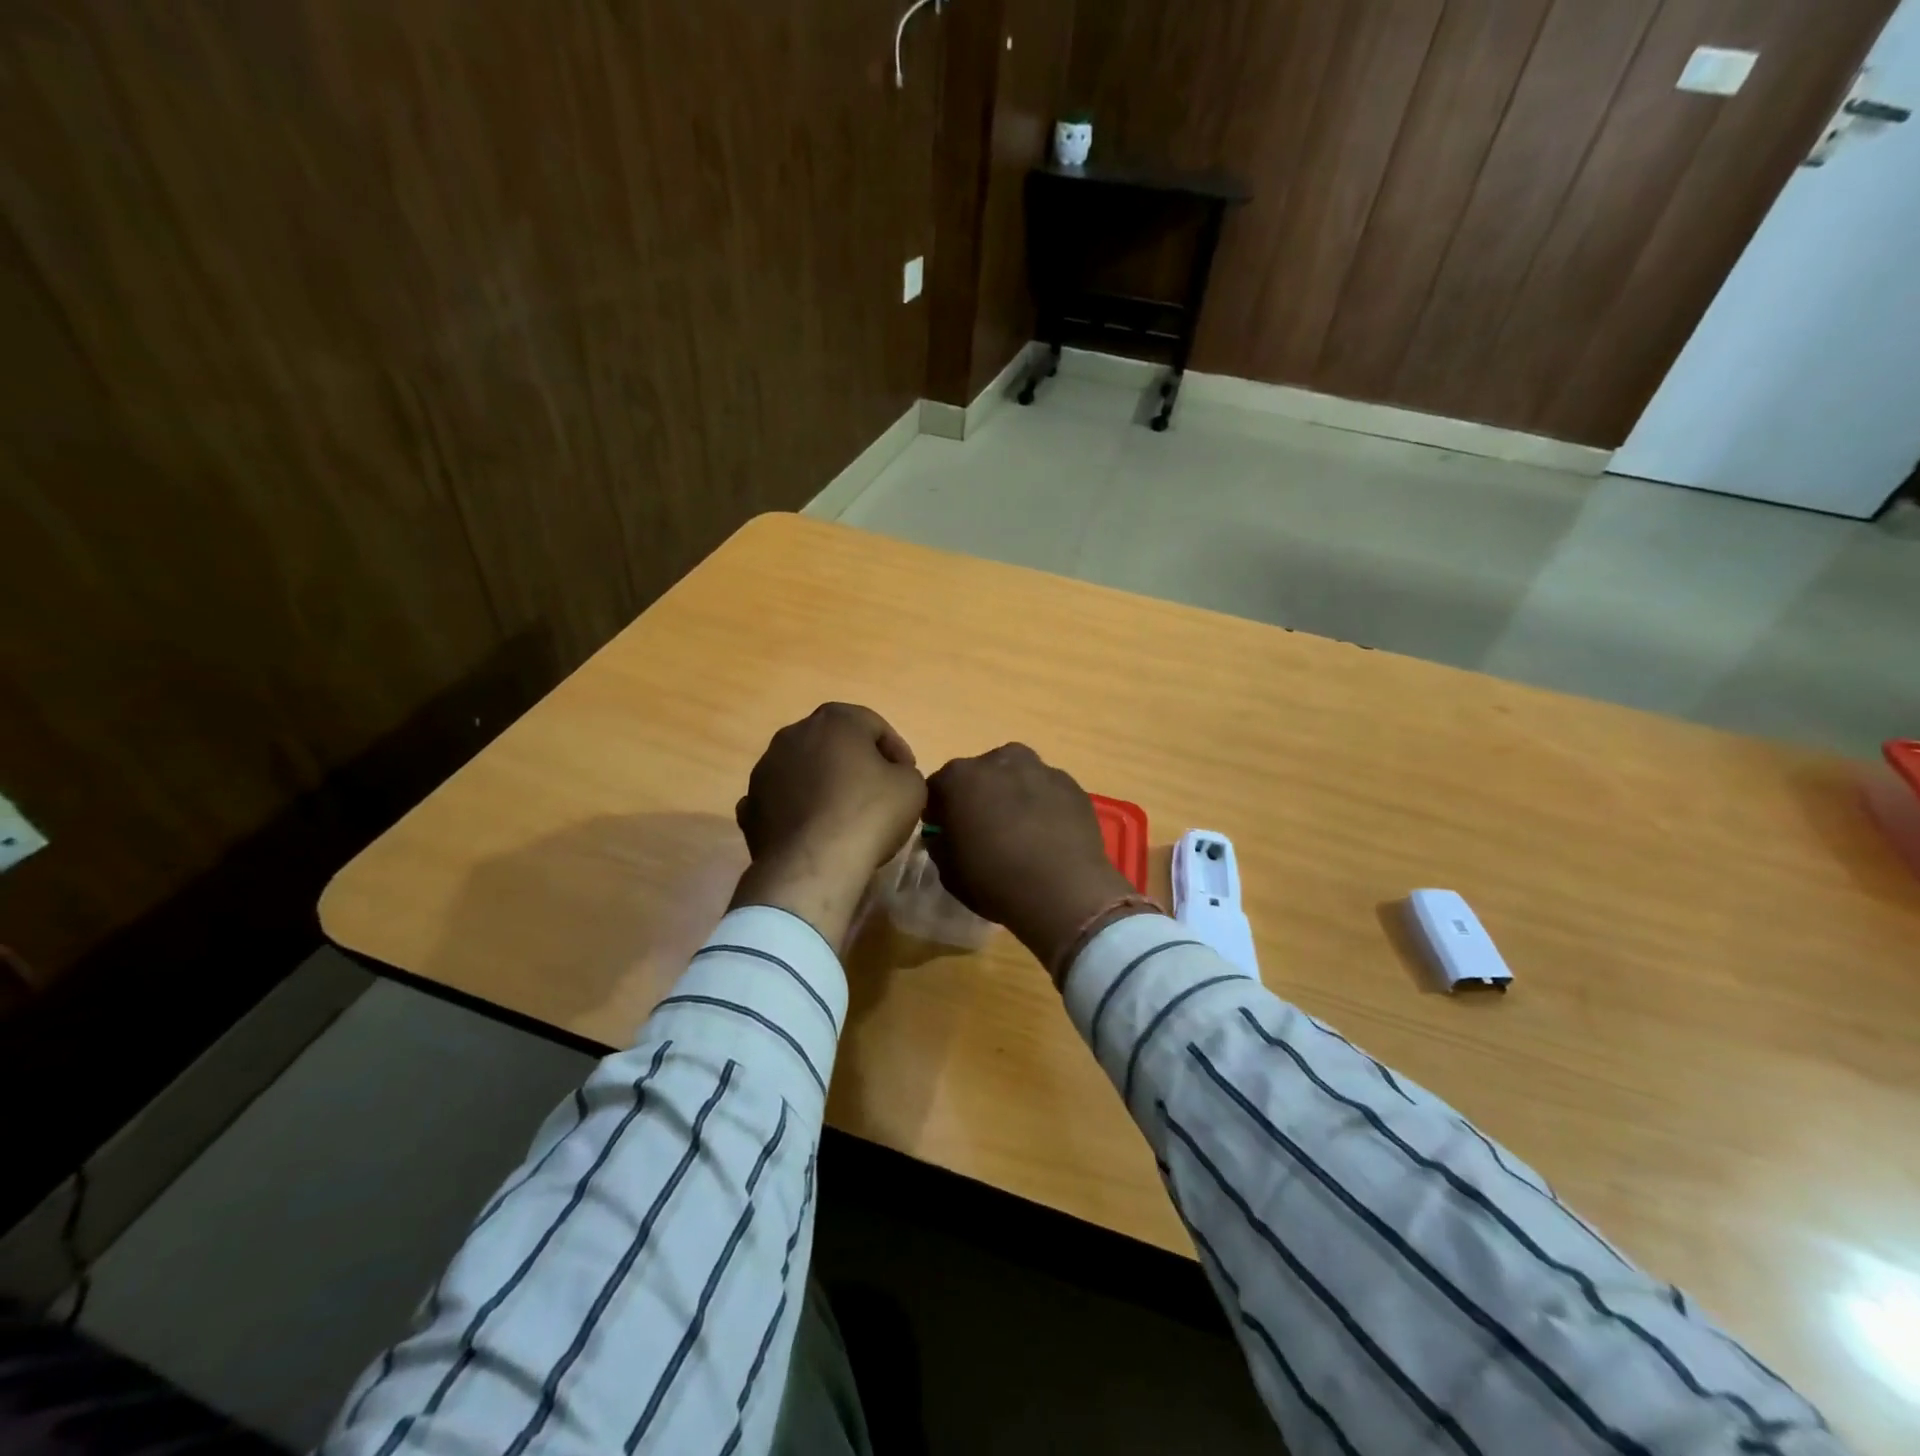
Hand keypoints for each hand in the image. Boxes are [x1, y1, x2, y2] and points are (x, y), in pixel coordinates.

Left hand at [730, 704, 926, 948]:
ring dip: (822, 784)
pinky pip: (781, 800)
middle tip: (877, 790)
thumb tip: (891, 776)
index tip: (907, 775)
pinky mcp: (750, 805)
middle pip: (834, 743)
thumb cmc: (869, 813)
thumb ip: (904, 771)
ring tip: (843, 814)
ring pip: (803, 769)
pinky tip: (813, 830)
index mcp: (835, 720)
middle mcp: (794, 734)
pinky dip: (796, 809)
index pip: (874, 725)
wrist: (814, 863)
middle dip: (855, 762)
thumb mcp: (912, 787)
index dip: (896, 749)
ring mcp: (765, 769)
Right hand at [923, 744, 1142, 973]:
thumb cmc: (995, 880)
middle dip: (979, 796)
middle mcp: (999, 760)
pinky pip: (1047, 790)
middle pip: (980, 775)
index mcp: (960, 777)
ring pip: (1017, 776)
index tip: (947, 832)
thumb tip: (944, 835)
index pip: (938, 787)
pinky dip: (1043, 804)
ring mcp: (1039, 768)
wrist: (1064, 891)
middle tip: (986, 830)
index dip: (940, 810)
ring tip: (1022, 831)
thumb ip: (940, 843)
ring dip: (1013, 795)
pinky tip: (1049, 834)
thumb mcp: (949, 872)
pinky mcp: (1071, 784)